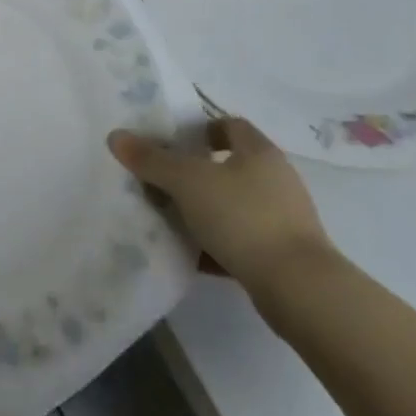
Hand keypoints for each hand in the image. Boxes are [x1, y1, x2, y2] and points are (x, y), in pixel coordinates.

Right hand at [108, 117, 335, 304]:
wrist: (300, 290)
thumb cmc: (243, 218)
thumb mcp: (187, 182)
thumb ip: (151, 159)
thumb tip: (116, 136)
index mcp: (259, 152)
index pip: (230, 125)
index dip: (201, 128)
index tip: (173, 142)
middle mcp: (276, 179)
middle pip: (230, 166)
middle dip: (196, 172)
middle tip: (162, 180)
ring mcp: (284, 219)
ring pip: (234, 204)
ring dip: (205, 209)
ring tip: (170, 218)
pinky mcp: (284, 255)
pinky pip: (242, 240)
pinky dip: (217, 244)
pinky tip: (191, 255)